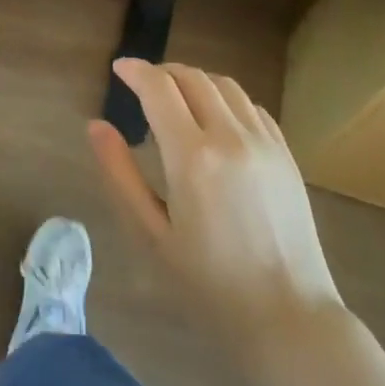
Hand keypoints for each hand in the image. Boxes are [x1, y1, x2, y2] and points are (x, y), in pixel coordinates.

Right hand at [88, 59, 341, 348]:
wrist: (288, 316)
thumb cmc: (208, 284)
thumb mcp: (151, 233)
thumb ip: (120, 174)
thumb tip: (96, 126)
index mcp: (192, 156)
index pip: (159, 88)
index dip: (135, 70)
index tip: (119, 68)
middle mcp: (231, 137)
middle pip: (193, 78)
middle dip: (163, 72)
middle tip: (142, 85)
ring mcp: (265, 143)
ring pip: (225, 85)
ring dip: (195, 80)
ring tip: (176, 98)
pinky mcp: (286, 155)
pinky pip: (252, 107)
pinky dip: (225, 99)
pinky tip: (215, 121)